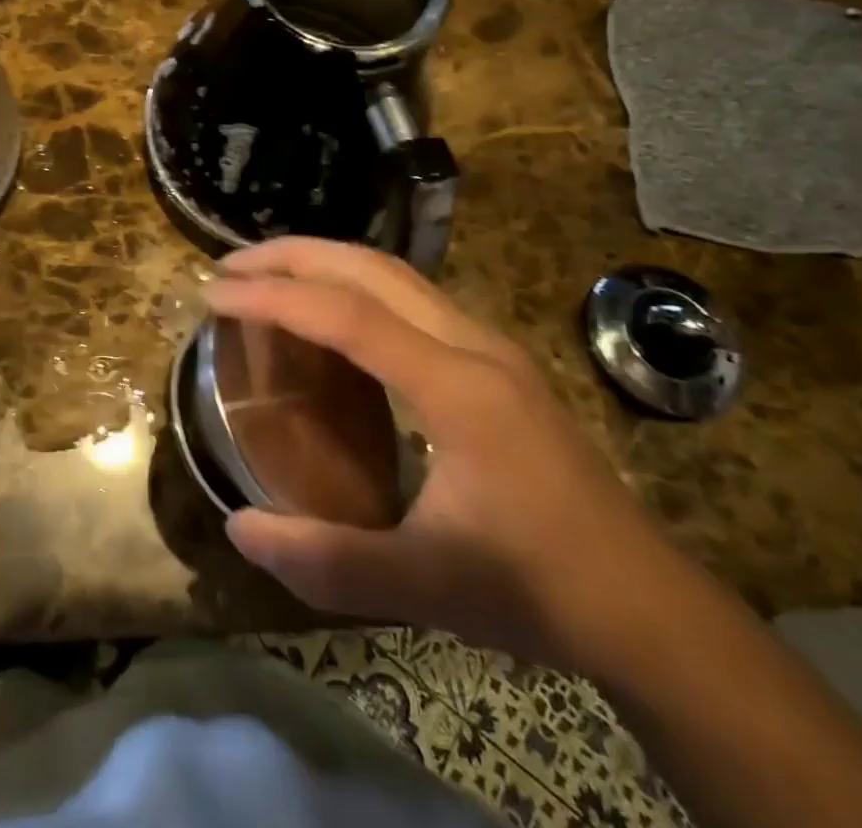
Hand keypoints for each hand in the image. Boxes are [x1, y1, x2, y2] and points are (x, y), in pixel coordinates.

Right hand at [205, 238, 679, 670]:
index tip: (214, 293)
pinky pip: (413, 295)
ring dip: (328, 261)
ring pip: (396, 272)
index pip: (347, 315)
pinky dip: (357, 284)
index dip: (273, 296)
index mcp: (457, 387)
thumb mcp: (422, 587)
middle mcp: (474, 344)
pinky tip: (334, 314)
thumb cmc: (536, 590)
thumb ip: (325, 561)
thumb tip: (237, 529)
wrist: (647, 607)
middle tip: (231, 267)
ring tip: (270, 275)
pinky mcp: (496, 360)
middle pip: (372, 267)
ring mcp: (490, 345)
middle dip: (295, 255)